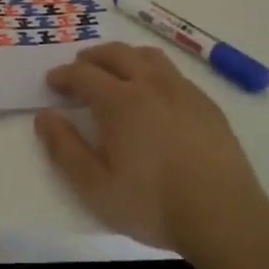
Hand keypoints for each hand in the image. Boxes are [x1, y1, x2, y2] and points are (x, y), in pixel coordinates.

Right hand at [36, 43, 268, 256]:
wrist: (223, 215)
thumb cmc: (152, 203)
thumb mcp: (96, 186)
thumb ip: (65, 149)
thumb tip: (45, 116)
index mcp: (120, 101)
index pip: (84, 74)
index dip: (64, 75)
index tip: (52, 82)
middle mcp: (151, 84)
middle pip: (117, 54)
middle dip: (92, 57)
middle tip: (79, 68)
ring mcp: (183, 91)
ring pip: (148, 57)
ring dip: (125, 57)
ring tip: (116, 72)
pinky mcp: (207, 104)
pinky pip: (174, 73)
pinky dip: (153, 72)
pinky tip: (154, 95)